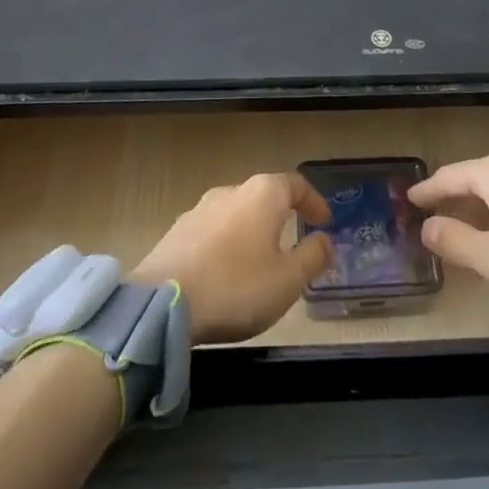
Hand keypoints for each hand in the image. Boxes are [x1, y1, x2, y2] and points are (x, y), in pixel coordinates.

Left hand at [135, 173, 333, 343]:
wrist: (161, 303)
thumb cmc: (236, 287)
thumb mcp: (287, 280)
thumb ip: (312, 257)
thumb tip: (326, 241)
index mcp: (262, 194)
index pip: (296, 184)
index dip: (314, 202)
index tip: (324, 222)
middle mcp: (231, 191)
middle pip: (264, 196)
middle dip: (281, 216)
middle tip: (293, 242)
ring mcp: (199, 209)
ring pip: (236, 213)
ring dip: (251, 231)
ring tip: (258, 261)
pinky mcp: (177, 231)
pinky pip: (213, 231)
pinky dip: (226, 244)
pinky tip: (225, 271)